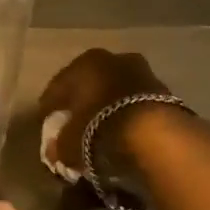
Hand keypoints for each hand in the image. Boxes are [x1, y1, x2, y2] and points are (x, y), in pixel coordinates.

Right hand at [37, 48, 176, 176]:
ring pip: (115, 89)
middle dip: (81, 102)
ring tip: (100, 128)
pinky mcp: (164, 89)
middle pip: (89, 83)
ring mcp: (141, 71)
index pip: (58, 87)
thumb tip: (54, 151)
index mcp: (83, 63)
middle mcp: (111, 59)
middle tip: (73, 123)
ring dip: (107, 105)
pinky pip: (135, 101)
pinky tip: (123, 129)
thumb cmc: (101, 128)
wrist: (156, 133)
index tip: (46, 123)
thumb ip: (58, 146)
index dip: (49, 107)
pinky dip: (127, 112)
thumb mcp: (70, 143)